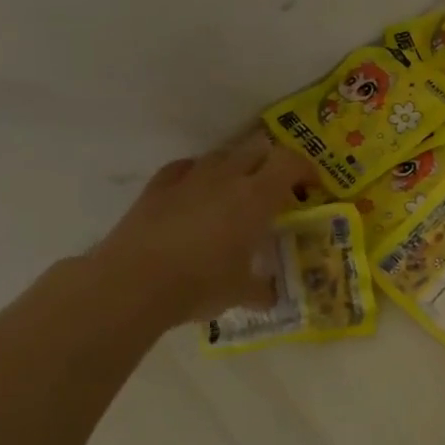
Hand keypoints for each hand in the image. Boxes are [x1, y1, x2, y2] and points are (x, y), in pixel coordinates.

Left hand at [84, 132, 314, 330]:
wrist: (133, 283)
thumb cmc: (200, 284)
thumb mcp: (241, 292)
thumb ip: (261, 289)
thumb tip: (270, 296)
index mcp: (256, 197)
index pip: (290, 163)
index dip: (305, 170)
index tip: (311, 188)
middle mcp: (226, 178)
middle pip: (258, 149)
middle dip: (273, 163)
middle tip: (278, 189)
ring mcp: (189, 178)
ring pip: (222, 155)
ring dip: (237, 166)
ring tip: (238, 191)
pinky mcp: (157, 186)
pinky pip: (186, 167)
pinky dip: (199, 174)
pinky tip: (197, 193)